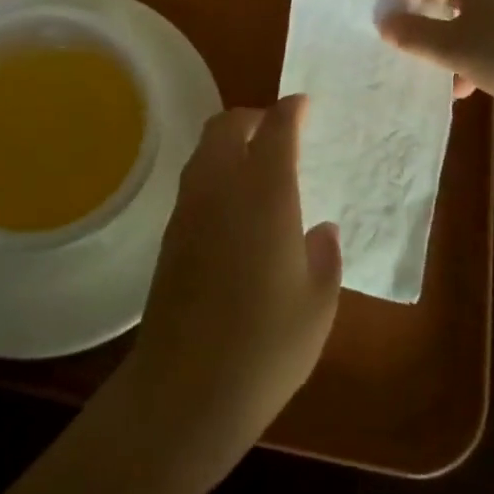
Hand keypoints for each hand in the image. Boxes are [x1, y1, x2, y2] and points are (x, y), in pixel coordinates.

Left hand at [121, 98, 341, 485]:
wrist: (185, 388)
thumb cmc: (266, 345)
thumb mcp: (317, 304)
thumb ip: (324, 256)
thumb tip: (320, 229)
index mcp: (264, 193)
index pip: (276, 129)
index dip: (291, 110)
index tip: (304, 105)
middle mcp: (220, 187)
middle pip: (226, 125)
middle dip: (252, 117)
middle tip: (277, 132)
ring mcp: (188, 209)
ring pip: (204, 150)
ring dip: (229, 143)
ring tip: (257, 167)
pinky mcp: (170, 234)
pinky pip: (195, 182)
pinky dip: (216, 174)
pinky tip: (235, 208)